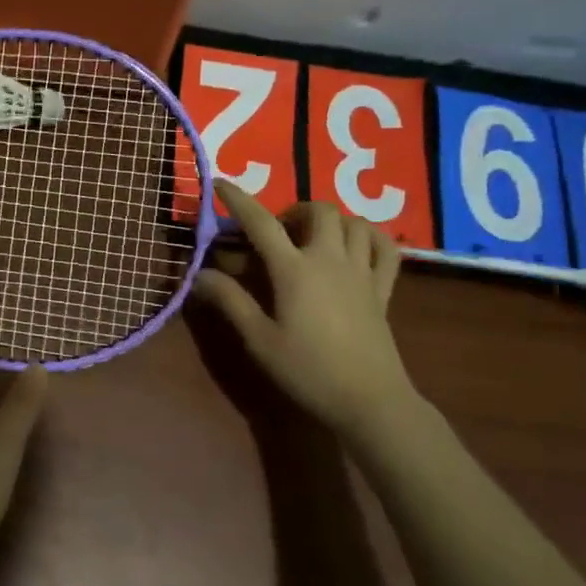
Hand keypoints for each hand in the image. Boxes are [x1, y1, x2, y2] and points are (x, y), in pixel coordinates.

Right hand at [193, 182, 417, 437]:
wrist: (369, 400)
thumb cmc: (307, 370)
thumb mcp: (258, 339)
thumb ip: (229, 301)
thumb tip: (199, 274)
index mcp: (294, 270)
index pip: (260, 222)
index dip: (237, 199)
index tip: (219, 184)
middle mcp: (330, 259)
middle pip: (317, 210)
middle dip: (293, 210)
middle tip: (277, 232)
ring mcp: (362, 271)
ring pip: (354, 222)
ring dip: (331, 220)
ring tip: (313, 237)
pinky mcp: (384, 288)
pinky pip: (386, 247)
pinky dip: (370, 237)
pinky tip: (356, 247)